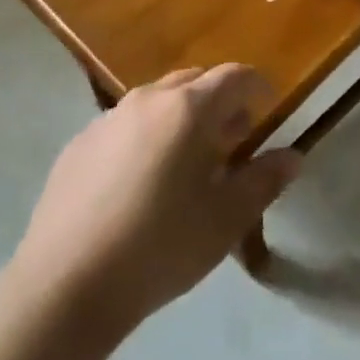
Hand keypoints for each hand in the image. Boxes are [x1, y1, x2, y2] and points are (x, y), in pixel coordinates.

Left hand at [13, 65, 301, 335]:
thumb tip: (292, 156)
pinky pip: (124, 125)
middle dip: (219, 100)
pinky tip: (140, 181)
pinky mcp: (78, 144)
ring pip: (157, 101)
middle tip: (231, 138)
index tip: (268, 108)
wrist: (66, 284)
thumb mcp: (227, 218)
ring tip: (186, 160)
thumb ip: (264, 180)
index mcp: (189, 109)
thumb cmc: (161, 246)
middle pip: (194, 81)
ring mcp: (108, 119)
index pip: (235, 76)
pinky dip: (145, 136)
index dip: (257, 87)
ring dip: (180, 117)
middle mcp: (148, 100)